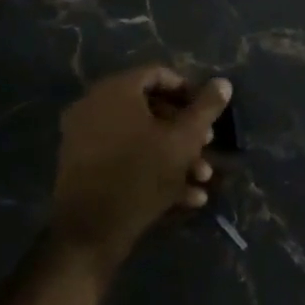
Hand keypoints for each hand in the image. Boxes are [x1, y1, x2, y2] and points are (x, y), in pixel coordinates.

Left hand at [46, 66, 228, 277]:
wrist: (91, 230)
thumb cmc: (142, 175)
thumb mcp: (184, 140)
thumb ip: (206, 108)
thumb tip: (223, 82)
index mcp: (115, 90)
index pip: (158, 74)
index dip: (189, 91)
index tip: (209, 113)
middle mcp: (94, 106)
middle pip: (149, 107)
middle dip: (184, 128)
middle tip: (207, 145)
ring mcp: (83, 136)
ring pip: (139, 136)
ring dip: (174, 154)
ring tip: (201, 177)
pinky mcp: (81, 165)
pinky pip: (123, 155)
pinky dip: (151, 167)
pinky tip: (184, 195)